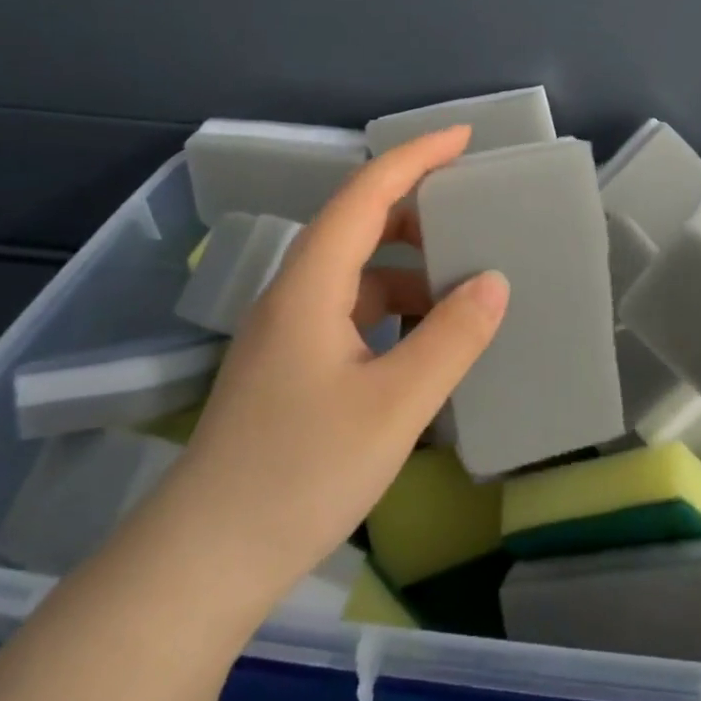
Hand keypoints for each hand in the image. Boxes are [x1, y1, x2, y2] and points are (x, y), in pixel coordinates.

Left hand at [161, 126, 508, 609]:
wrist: (205, 561)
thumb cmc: (300, 473)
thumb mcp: (394, 405)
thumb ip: (451, 338)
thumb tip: (494, 281)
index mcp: (311, 286)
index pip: (365, 194)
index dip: (415, 157)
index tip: (464, 139)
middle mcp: (294, 295)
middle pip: (358, 226)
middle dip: (418, 211)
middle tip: (475, 215)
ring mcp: (287, 333)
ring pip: (356, 274)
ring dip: (408, 268)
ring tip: (462, 284)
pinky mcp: (290, 367)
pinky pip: (351, 313)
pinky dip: (393, 310)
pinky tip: (425, 342)